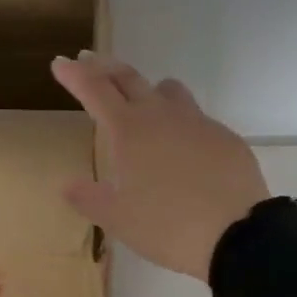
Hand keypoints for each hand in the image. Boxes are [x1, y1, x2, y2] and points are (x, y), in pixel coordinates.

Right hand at [50, 52, 269, 281]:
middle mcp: (162, 115)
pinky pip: (197, 119)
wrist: (236, 234)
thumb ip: (89, 199)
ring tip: (142, 101)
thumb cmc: (167, 226)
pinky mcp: (225, 137)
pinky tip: (184, 147)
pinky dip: (181, 122)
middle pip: (129, 78)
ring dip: (149, 89)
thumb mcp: (118, 219)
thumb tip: (67, 185)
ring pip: (169, 90)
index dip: (75, 74)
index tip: (60, 62)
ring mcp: (198, 123)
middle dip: (105, 68)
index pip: (95, 90)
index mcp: (130, 130)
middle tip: (89, 62)